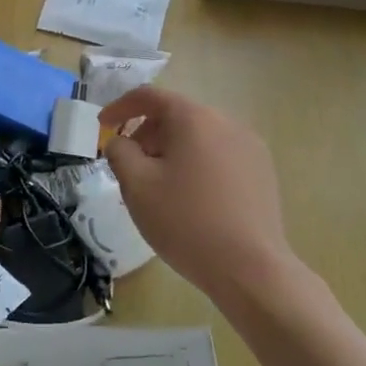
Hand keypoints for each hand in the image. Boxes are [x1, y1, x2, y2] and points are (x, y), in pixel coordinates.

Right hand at [100, 85, 297, 305]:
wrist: (250, 269)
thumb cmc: (186, 222)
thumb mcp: (137, 186)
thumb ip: (119, 153)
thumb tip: (120, 142)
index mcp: (194, 118)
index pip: (150, 96)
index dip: (120, 107)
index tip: (103, 126)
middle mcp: (226, 122)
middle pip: (176, 116)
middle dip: (146, 134)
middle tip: (129, 166)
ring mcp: (249, 146)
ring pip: (199, 136)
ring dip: (172, 151)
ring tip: (160, 186)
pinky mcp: (262, 171)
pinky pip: (220, 154)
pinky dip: (197, 164)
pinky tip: (191, 198)